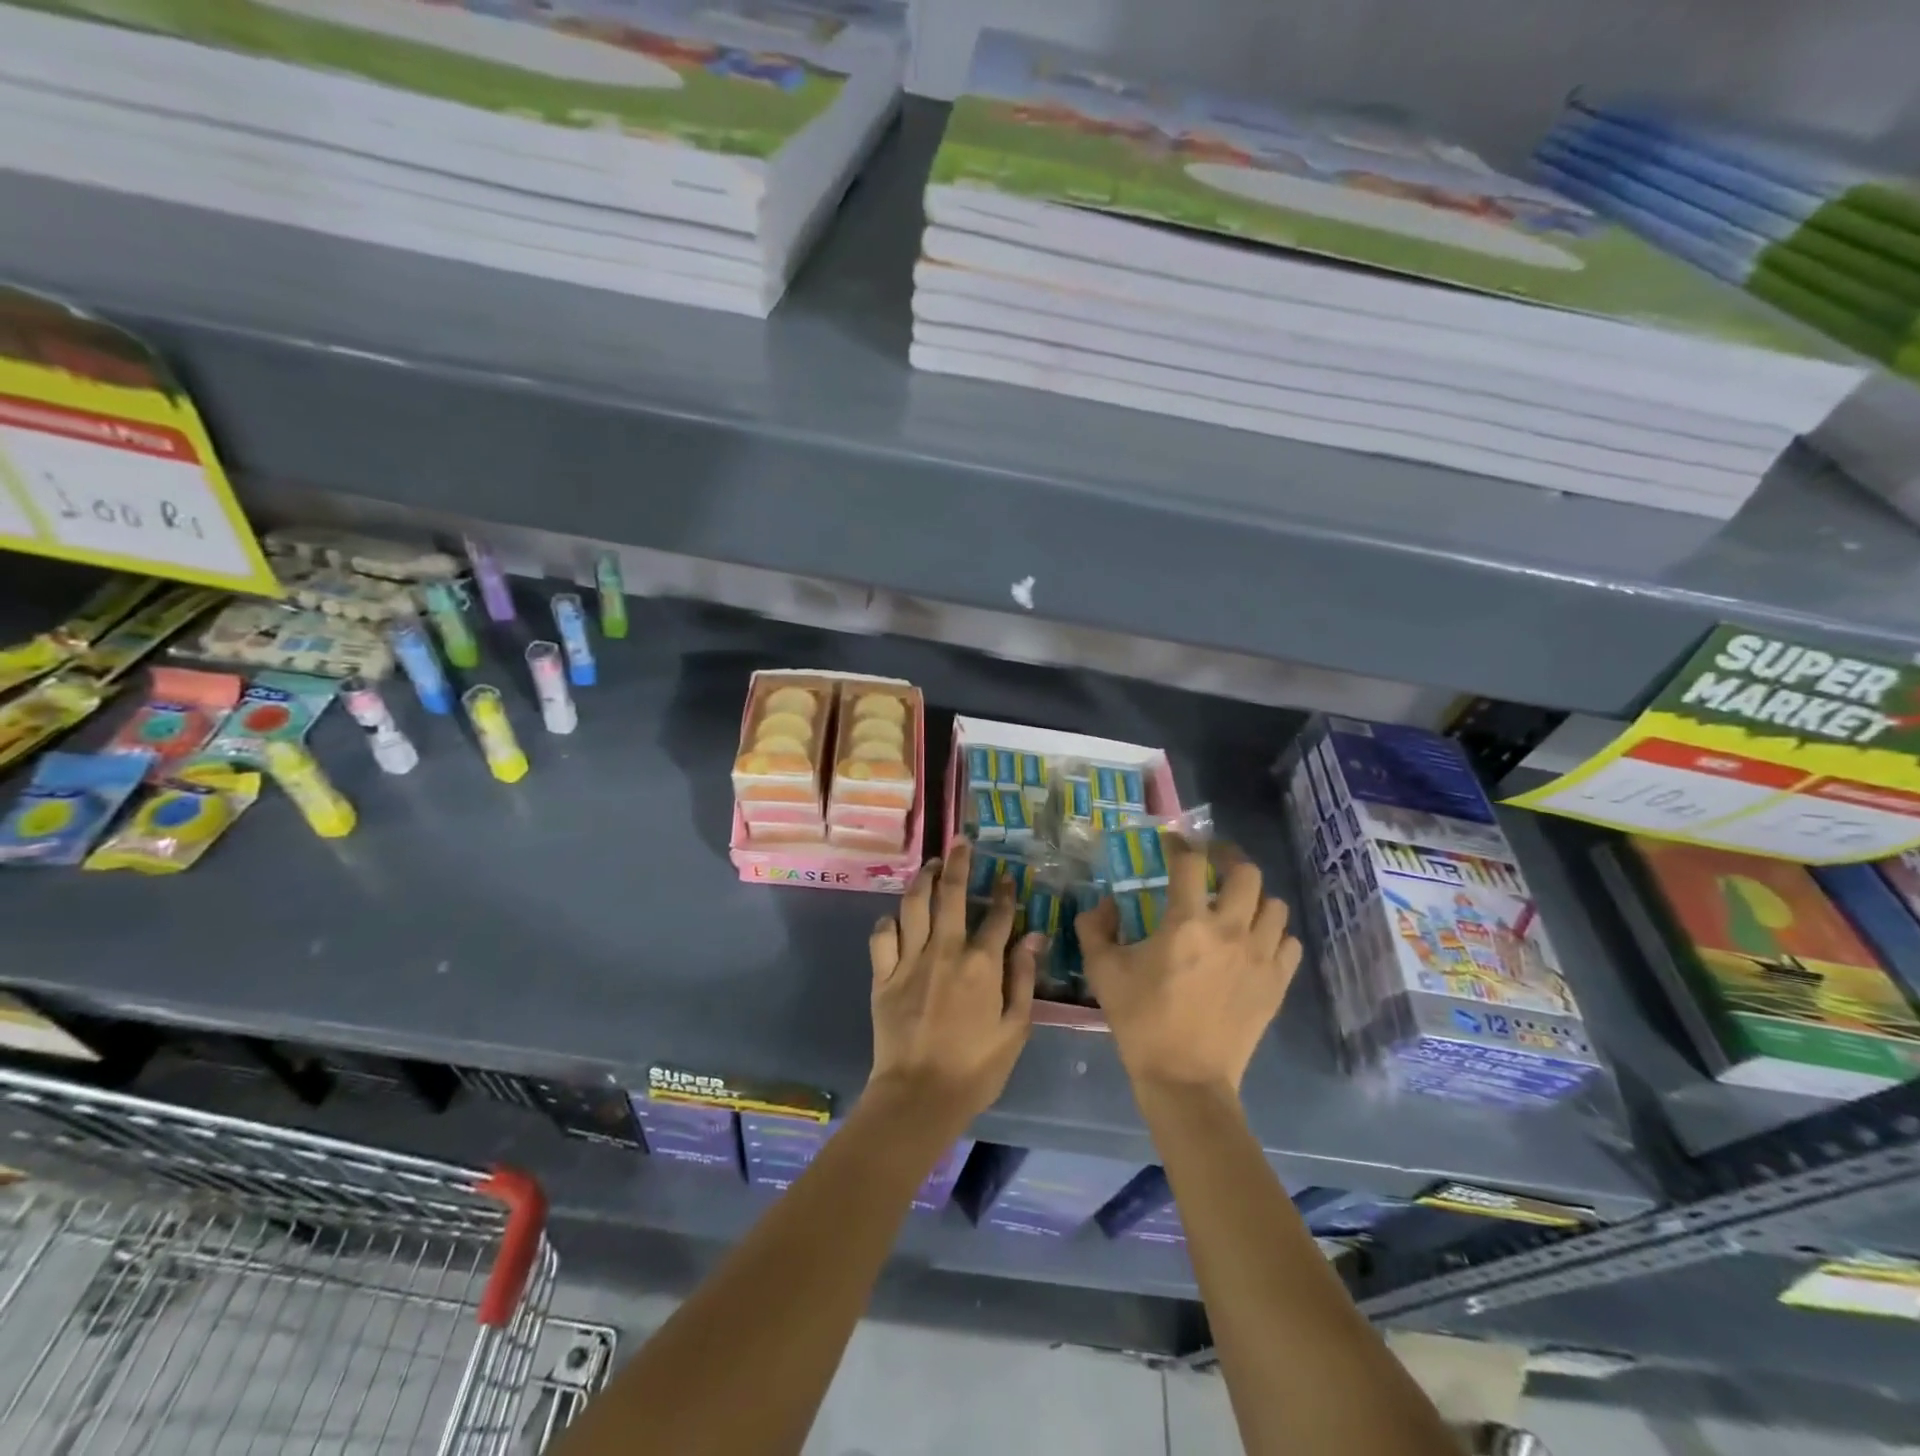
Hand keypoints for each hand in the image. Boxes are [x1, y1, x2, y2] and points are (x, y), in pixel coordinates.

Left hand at [868, 839, 1039, 1127]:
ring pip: (913, 905)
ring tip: (930, 865)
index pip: (997, 915)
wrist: (918, 1097)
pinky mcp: (883, 975)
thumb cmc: (975, 1069)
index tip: (1007, 874)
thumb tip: (1035, 936)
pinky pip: (882, 936)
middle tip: (960, 842)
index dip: (1004, 891)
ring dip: (922, 879)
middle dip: (958, 863)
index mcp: (981, 964)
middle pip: (951, 894)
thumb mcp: (1015, 1029)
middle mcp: (945, 951)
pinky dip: (889, 922)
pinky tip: (896, 918)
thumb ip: (1023, 978)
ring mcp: (909, 960)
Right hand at [1079, 838, 1301, 1097]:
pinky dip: (1274, 933)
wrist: (1186, 1079)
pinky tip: (1255, 940)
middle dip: (1227, 857)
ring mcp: (1260, 957)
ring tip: (1236, 903)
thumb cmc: (1141, 1021)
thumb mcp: (1103, 971)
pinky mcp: (1277, 983)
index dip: (1180, 843)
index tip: (1172, 841)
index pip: (1190, 863)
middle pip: (1246, 872)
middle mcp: (1230, 931)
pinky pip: (1288, 942)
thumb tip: (1104, 904)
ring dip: (1254, 897)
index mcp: (1187, 924)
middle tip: (1211, 860)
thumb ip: (1095, 928)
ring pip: (1274, 905)